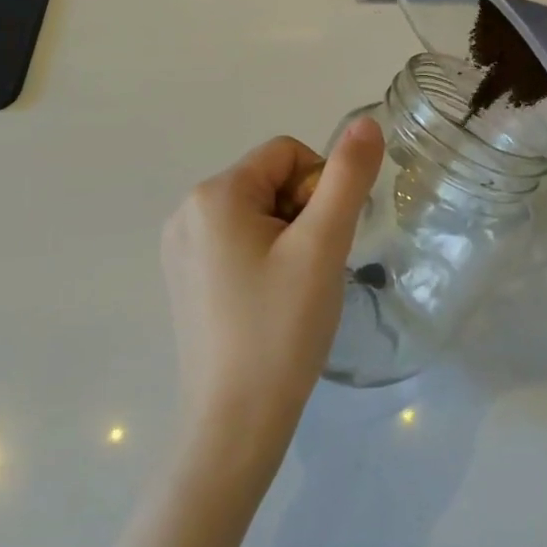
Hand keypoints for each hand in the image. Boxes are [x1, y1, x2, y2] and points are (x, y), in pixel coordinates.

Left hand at [160, 119, 384, 475]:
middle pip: (270, 181)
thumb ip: (347, 177)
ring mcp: (180, 247)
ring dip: (288, 237)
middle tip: (311, 270)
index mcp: (214, 194)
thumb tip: (366, 122)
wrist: (235, 424)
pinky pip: (237, 241)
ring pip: (257, 212)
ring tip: (293, 289)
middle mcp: (187, 211)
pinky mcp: (184, 277)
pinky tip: (271, 302)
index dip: (320, 188)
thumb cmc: (281, 329)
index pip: (288, 153)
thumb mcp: (323, 246)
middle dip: (303, 214)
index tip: (323, 241)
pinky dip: (265, 258)